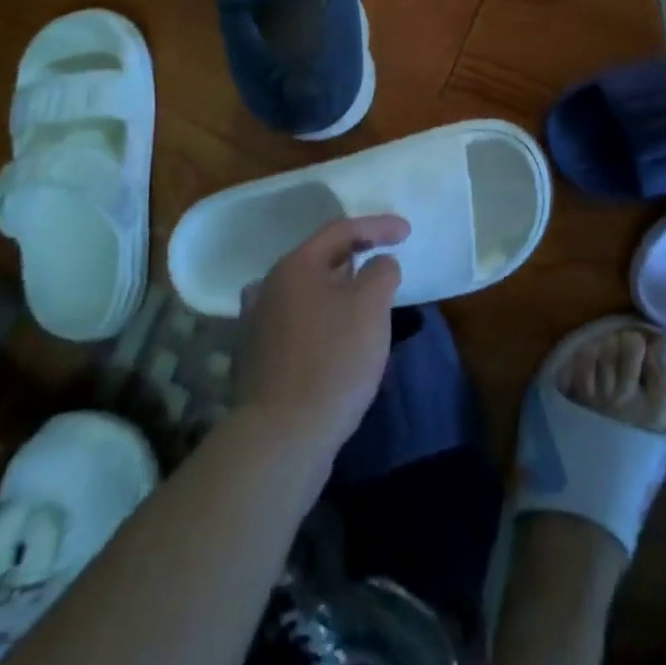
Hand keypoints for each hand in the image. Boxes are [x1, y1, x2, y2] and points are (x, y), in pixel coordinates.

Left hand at [233, 214, 409, 465]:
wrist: (281, 438)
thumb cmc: (332, 360)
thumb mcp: (371, 306)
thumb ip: (381, 272)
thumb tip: (378, 264)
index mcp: (295, 266)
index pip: (342, 230)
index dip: (378, 226)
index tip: (407, 232)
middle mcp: (269, 287)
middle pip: (320, 259)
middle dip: (356, 258)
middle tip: (385, 264)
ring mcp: (258, 325)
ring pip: (308, 293)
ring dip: (338, 291)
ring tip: (365, 301)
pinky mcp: (260, 360)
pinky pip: (300, 324)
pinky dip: (324, 321)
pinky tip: (339, 339)